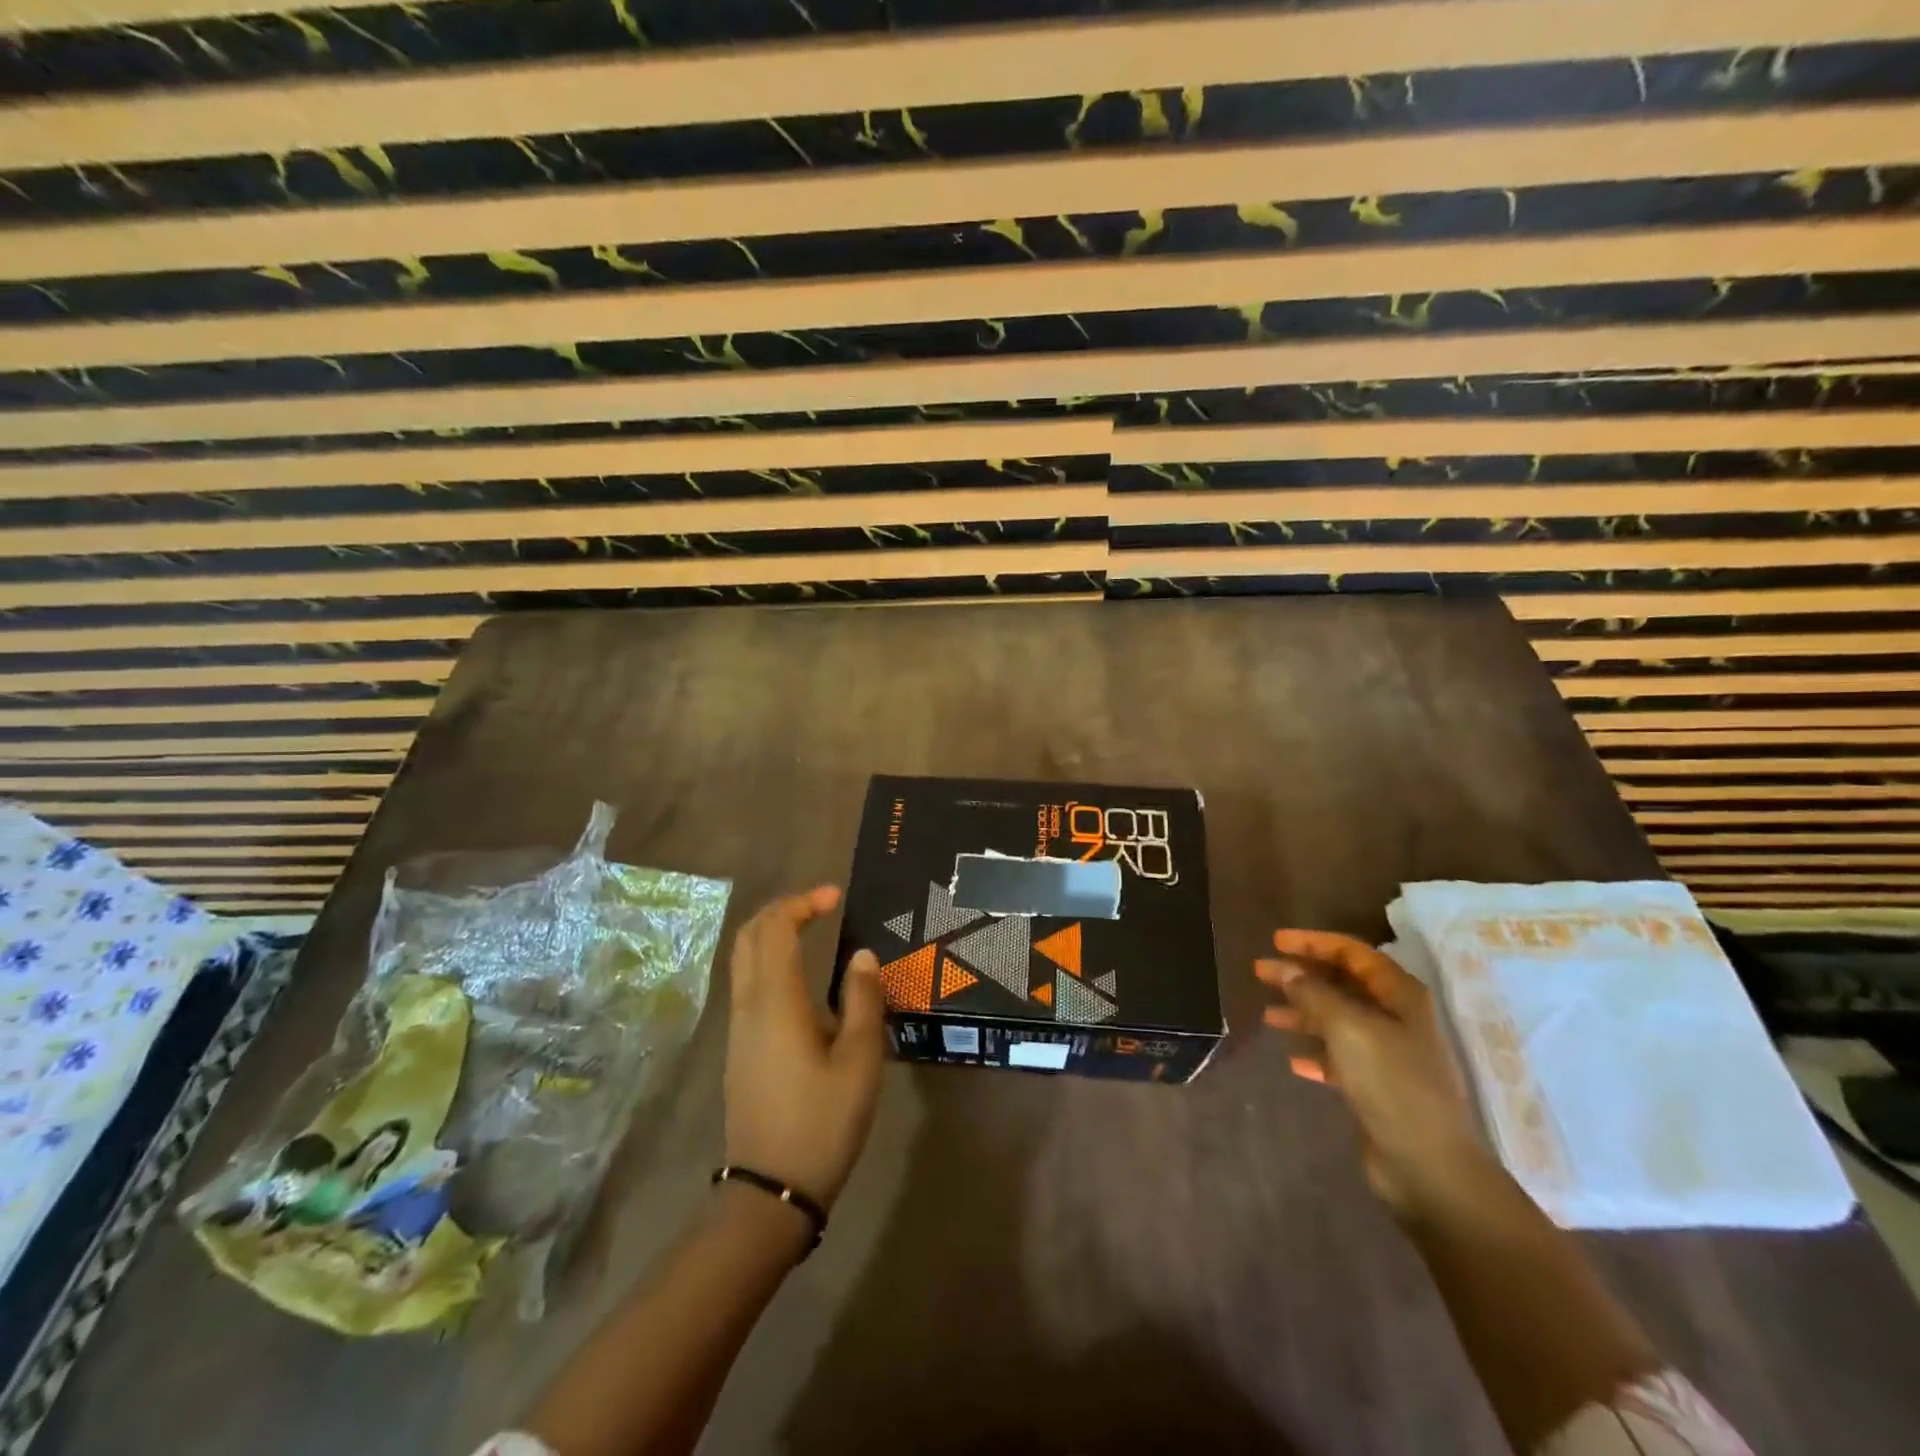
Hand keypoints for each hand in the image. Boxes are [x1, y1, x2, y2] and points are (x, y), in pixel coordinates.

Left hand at [723, 887, 884, 1210]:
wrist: (770, 1190)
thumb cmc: (823, 1121)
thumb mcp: (860, 1060)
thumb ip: (863, 1000)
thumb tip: (862, 955)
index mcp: (777, 1000)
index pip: (776, 928)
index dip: (802, 902)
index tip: (835, 895)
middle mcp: (748, 1005)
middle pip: (749, 936)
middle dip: (781, 910)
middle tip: (819, 905)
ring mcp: (738, 1028)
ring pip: (743, 960)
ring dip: (771, 934)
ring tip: (811, 931)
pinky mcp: (739, 1048)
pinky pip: (747, 984)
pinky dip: (768, 961)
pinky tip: (800, 980)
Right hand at [1257, 930, 1487, 1218]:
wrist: (1428, 1166)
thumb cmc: (1392, 1083)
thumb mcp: (1348, 1027)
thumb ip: (1313, 992)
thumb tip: (1286, 969)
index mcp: (1399, 995)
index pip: (1353, 952)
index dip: (1313, 942)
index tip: (1275, 941)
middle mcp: (1396, 1018)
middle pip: (1343, 984)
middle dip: (1302, 976)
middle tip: (1261, 973)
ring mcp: (1389, 1054)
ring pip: (1337, 1020)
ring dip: (1303, 1013)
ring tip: (1268, 1016)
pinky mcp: (1377, 1087)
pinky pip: (1339, 1057)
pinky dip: (1315, 1052)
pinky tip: (1292, 1059)